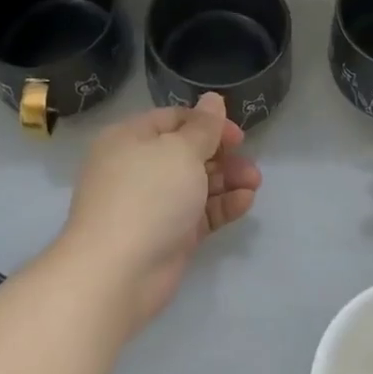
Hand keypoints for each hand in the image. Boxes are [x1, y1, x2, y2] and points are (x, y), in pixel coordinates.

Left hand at [59, 93, 260, 330]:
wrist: (117, 273)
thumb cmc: (148, 196)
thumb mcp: (181, 151)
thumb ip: (203, 127)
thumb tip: (212, 99)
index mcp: (130, 139)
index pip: (174, 119)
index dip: (208, 123)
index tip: (238, 135)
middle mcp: (137, 168)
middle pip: (187, 152)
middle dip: (222, 155)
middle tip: (249, 163)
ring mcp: (152, 204)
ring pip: (195, 183)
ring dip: (227, 180)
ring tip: (255, 183)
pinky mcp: (167, 235)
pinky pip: (198, 213)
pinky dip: (221, 205)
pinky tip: (245, 202)